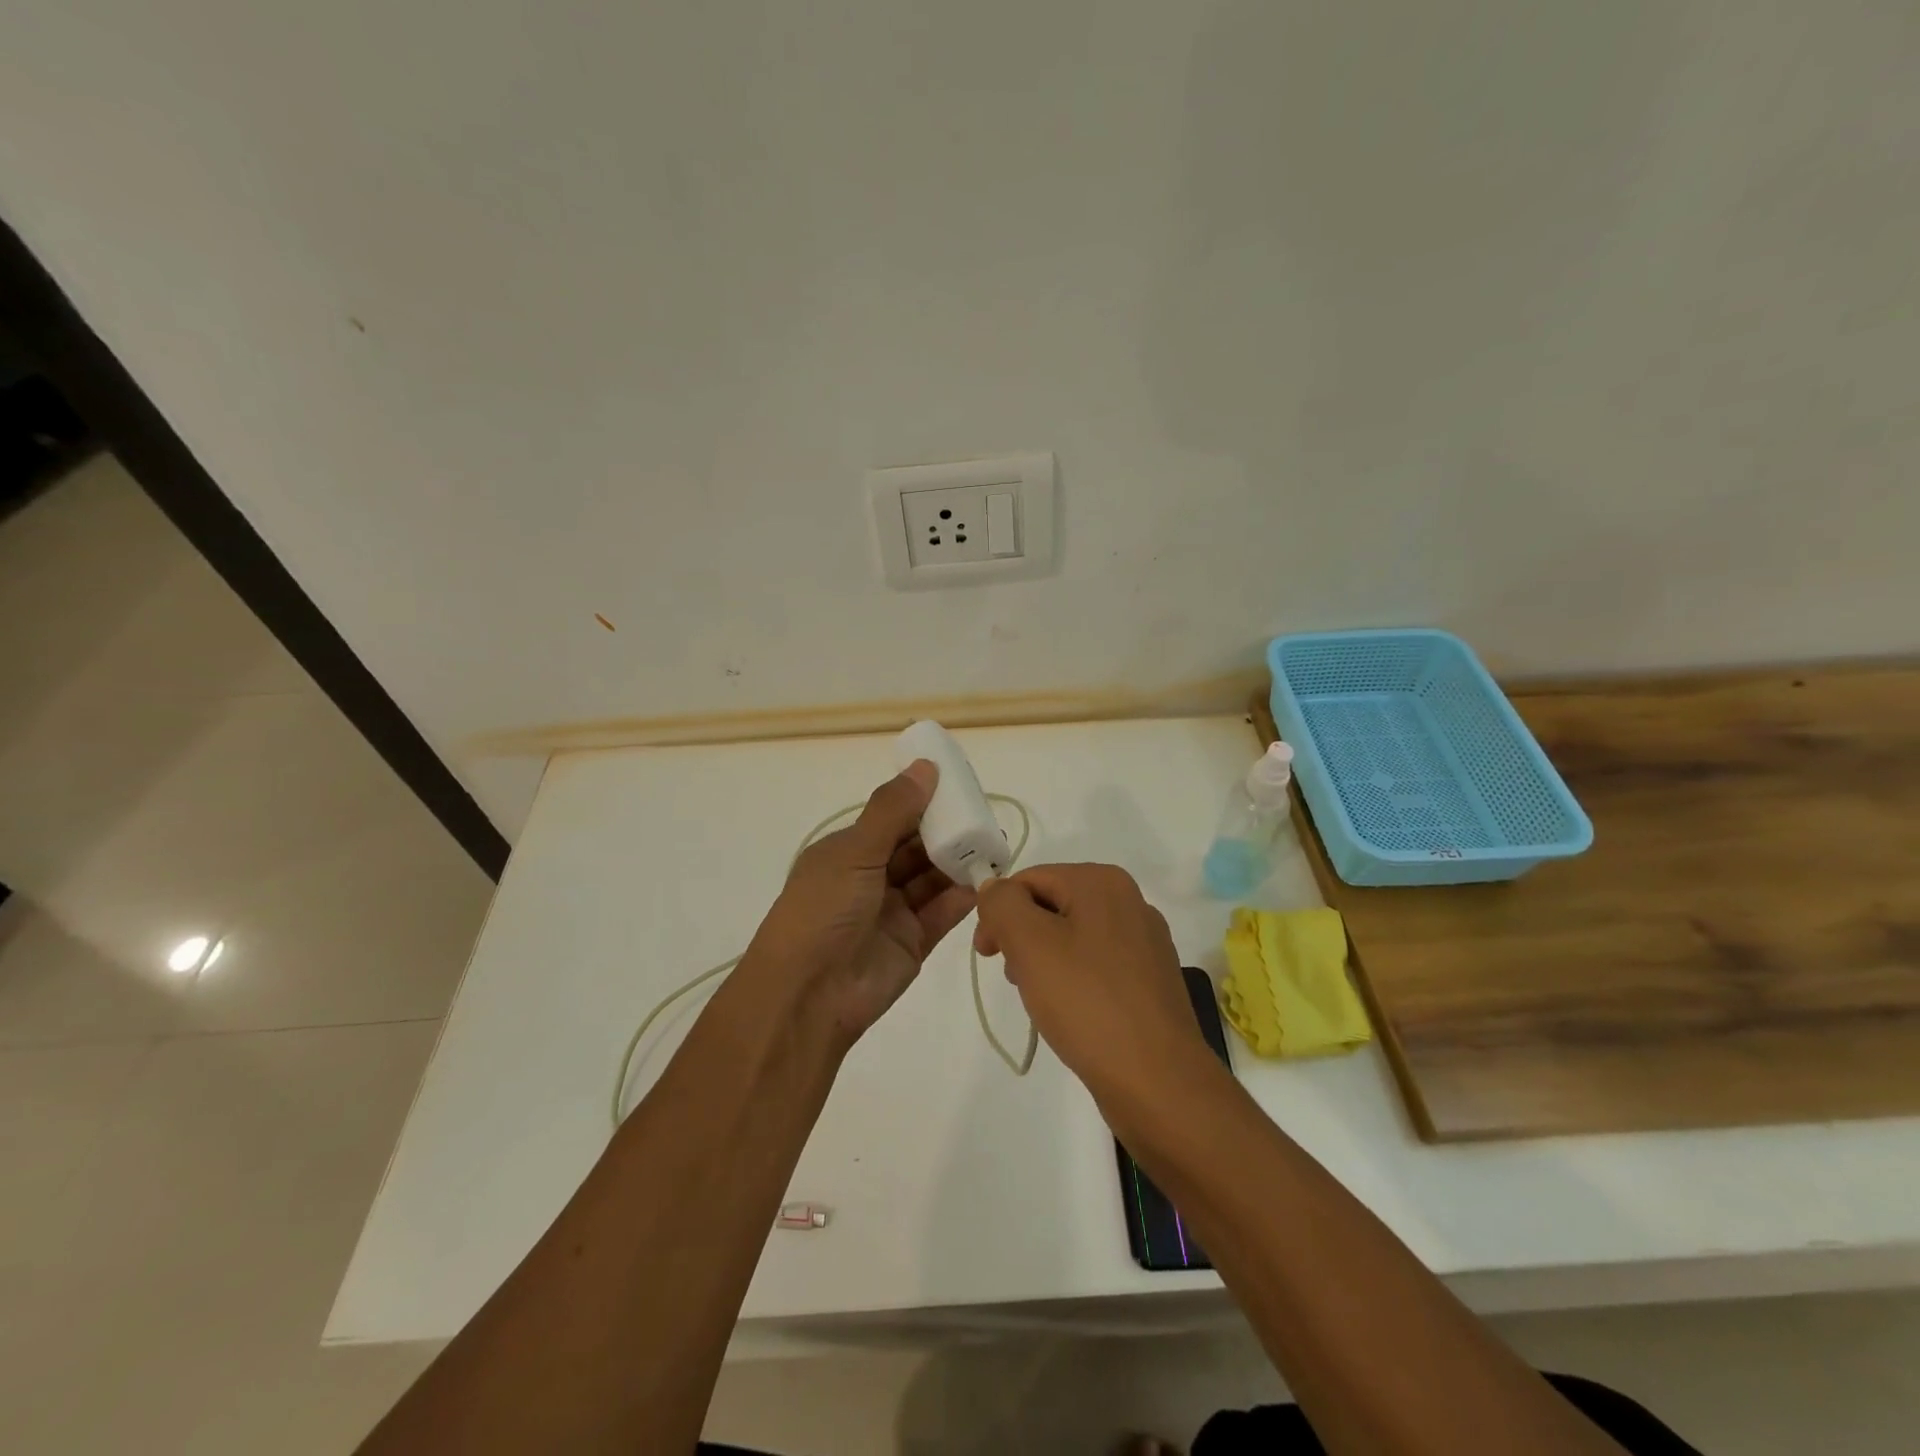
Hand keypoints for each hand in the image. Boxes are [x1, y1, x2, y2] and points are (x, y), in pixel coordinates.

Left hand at [739, 761, 975, 1050]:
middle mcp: (868, 878)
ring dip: (958, 862)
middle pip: (915, 847)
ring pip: (931, 878)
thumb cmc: (823, 910)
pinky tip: (987, 879)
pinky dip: (963, 896)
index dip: (922, 802)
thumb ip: (893, 810)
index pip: (890, 818)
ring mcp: (891, 911)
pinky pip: (942, 912)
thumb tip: (925, 766)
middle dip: (946, 832)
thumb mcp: (854, 851)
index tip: (957, 785)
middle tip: (983, 816)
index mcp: (846, 852)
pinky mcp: (912, 942)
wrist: (808, 995)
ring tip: (993, 844)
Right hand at [974, 863, 1210, 1102]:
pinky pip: (1097, 965)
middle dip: (1022, 937)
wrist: (1157, 1080)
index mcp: (1103, 881)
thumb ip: (1002, 904)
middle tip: (1015, 979)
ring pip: (1073, 936)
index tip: (987, 956)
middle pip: (1052, 905)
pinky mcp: (1152, 980)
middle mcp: (1130, 901)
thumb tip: (994, 889)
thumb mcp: (1029, 943)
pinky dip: (1074, 980)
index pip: (1030, 880)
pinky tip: (1071, 1012)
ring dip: (1045, 960)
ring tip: (1041, 1000)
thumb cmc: (1087, 1002)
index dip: (998, 913)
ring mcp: (1146, 942)